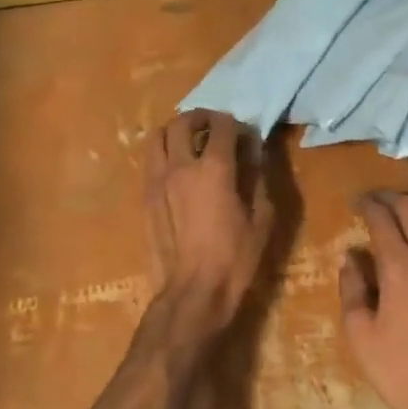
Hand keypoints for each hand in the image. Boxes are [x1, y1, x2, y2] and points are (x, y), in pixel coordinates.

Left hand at [142, 110, 274, 342]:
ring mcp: (157, 180)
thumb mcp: (262, 219)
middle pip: (183, 121)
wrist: (193, 291)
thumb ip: (259, 180)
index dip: (236, 124)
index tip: (245, 135)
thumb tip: (255, 157)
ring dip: (175, 131)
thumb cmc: (234, 258)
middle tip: (214, 127)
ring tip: (189, 142)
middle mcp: (181, 165)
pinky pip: (150, 161)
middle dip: (201, 117)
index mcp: (214, 168)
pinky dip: (164, 154)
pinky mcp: (145, 197)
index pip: (222, 125)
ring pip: (157, 136)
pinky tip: (177, 169)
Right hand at [340, 193, 407, 408]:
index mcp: (400, 266)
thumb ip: (352, 289)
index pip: (383, 219)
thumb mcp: (360, 334)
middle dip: (393, 199)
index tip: (356, 202)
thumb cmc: (401, 369)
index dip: (368, 205)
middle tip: (377, 201)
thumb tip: (350, 257)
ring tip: (404, 211)